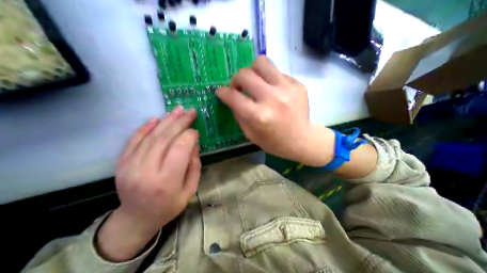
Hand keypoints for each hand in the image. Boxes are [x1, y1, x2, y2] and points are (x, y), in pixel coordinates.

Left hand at [97, 106, 198, 259]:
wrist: (136, 218)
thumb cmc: (169, 205)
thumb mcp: (190, 189)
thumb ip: (194, 165)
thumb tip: (194, 143)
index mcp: (167, 181)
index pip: (180, 149)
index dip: (190, 136)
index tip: (196, 131)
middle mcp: (147, 171)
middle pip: (165, 139)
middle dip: (180, 122)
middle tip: (190, 112)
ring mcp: (130, 166)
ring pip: (151, 136)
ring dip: (166, 120)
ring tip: (177, 110)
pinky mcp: (122, 163)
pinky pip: (134, 140)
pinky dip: (145, 127)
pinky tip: (156, 118)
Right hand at [217, 56, 334, 165]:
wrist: (302, 140)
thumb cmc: (275, 142)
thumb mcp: (251, 135)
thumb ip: (239, 114)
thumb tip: (232, 98)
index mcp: (259, 116)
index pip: (233, 96)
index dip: (222, 92)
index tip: (221, 92)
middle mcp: (272, 98)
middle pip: (245, 74)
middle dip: (235, 80)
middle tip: (238, 87)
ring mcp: (287, 89)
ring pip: (261, 62)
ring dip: (252, 71)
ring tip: (254, 82)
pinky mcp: (297, 84)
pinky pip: (276, 72)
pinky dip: (269, 79)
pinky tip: (272, 90)